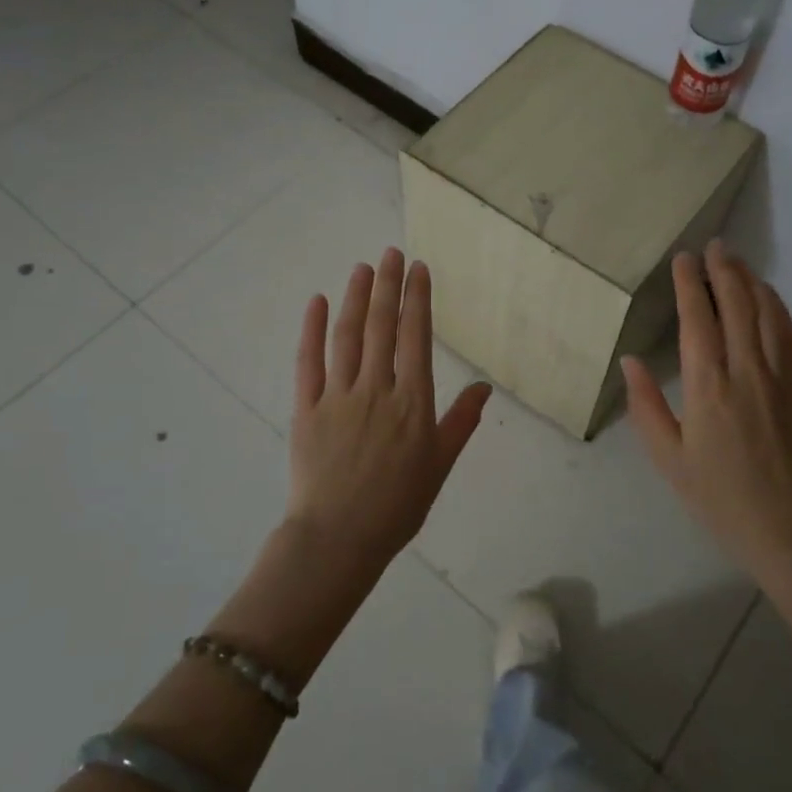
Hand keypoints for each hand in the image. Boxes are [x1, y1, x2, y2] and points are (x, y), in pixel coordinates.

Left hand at [286, 247, 492, 563]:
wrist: (338, 539)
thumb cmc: (397, 506)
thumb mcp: (440, 466)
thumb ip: (461, 422)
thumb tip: (485, 388)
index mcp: (413, 402)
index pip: (416, 337)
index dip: (417, 299)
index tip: (419, 270)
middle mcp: (376, 389)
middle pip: (383, 327)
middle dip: (389, 286)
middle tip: (392, 252)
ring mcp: (338, 396)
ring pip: (348, 336)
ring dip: (356, 298)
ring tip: (363, 267)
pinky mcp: (306, 408)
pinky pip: (308, 361)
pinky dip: (312, 329)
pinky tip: (319, 302)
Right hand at [622, 241, 791, 579]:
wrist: (783, 524)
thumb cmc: (715, 493)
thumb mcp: (666, 456)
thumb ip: (645, 405)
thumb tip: (630, 361)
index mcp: (706, 385)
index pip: (698, 319)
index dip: (689, 284)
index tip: (683, 258)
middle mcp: (744, 370)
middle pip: (736, 305)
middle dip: (723, 270)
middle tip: (713, 246)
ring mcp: (778, 376)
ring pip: (767, 313)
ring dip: (751, 281)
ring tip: (736, 261)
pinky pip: (789, 334)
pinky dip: (777, 307)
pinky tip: (768, 297)